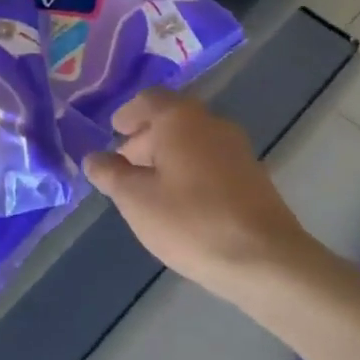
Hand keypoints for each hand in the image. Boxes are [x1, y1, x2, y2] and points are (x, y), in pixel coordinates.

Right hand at [83, 89, 332, 299]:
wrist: (265, 259)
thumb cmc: (190, 221)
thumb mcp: (135, 199)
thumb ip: (110, 174)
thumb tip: (94, 158)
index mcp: (180, 119)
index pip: (149, 100)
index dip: (127, 114)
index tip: (113, 132)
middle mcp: (212, 124)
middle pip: (172, 119)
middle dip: (144, 138)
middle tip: (123, 166)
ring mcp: (237, 149)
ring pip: (192, 141)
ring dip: (167, 156)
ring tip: (147, 189)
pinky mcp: (252, 176)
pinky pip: (210, 161)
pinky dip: (188, 170)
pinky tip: (179, 202)